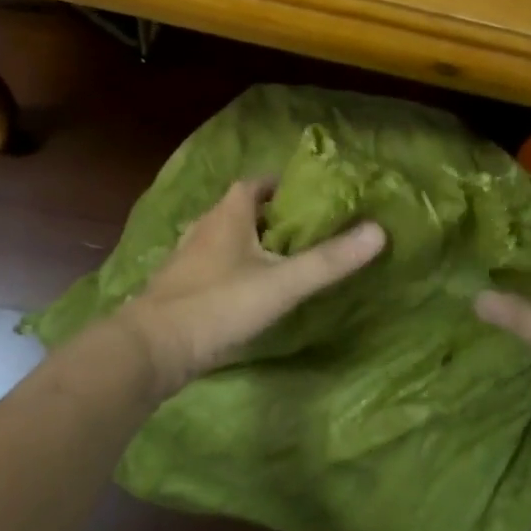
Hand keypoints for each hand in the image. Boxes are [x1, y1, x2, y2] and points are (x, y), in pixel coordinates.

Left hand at [117, 179, 386, 393]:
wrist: (151, 349)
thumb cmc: (217, 305)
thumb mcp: (282, 283)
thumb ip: (329, 260)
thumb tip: (379, 231)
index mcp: (228, 213)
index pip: (258, 182)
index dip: (285, 185)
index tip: (314, 197)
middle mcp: (205, 225)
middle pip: (243, 209)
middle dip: (274, 215)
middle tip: (307, 230)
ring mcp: (188, 256)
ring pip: (228, 237)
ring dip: (253, 242)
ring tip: (285, 259)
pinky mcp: (180, 285)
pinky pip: (215, 263)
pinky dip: (236, 266)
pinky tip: (250, 289)